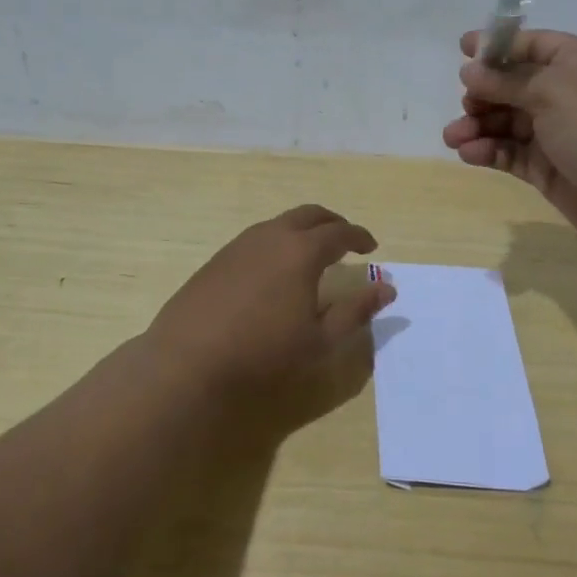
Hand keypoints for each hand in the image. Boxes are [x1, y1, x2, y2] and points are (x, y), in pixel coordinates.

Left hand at [145, 204, 395, 397]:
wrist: (189, 361)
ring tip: (312, 255)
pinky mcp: (218, 258)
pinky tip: (275, 271)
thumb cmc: (264, 353)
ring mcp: (240, 244)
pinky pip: (258, 238)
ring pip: (280, 223)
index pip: (340, 233)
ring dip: (303, 231)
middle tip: (346, 241)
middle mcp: (272, 236)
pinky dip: (278, 242)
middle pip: (310, 215)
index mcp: (302, 251)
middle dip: (333, 223)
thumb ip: (356, 311)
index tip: (371, 248)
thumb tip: (387, 289)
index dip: (360, 237)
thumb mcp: (320, 339)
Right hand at [442, 29, 576, 251]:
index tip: (462, 50)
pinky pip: (512, 155)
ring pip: (509, 123)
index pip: (531, 45)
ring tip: (453, 137)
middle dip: (484, 94)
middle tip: (465, 107)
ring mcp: (560, 134)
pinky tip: (469, 154)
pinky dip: (489, 152)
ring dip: (479, 126)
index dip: (498, 46)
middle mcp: (569, 94)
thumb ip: (507, 81)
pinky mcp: (551, 171)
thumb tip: (471, 71)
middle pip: (515, 86)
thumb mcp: (554, 90)